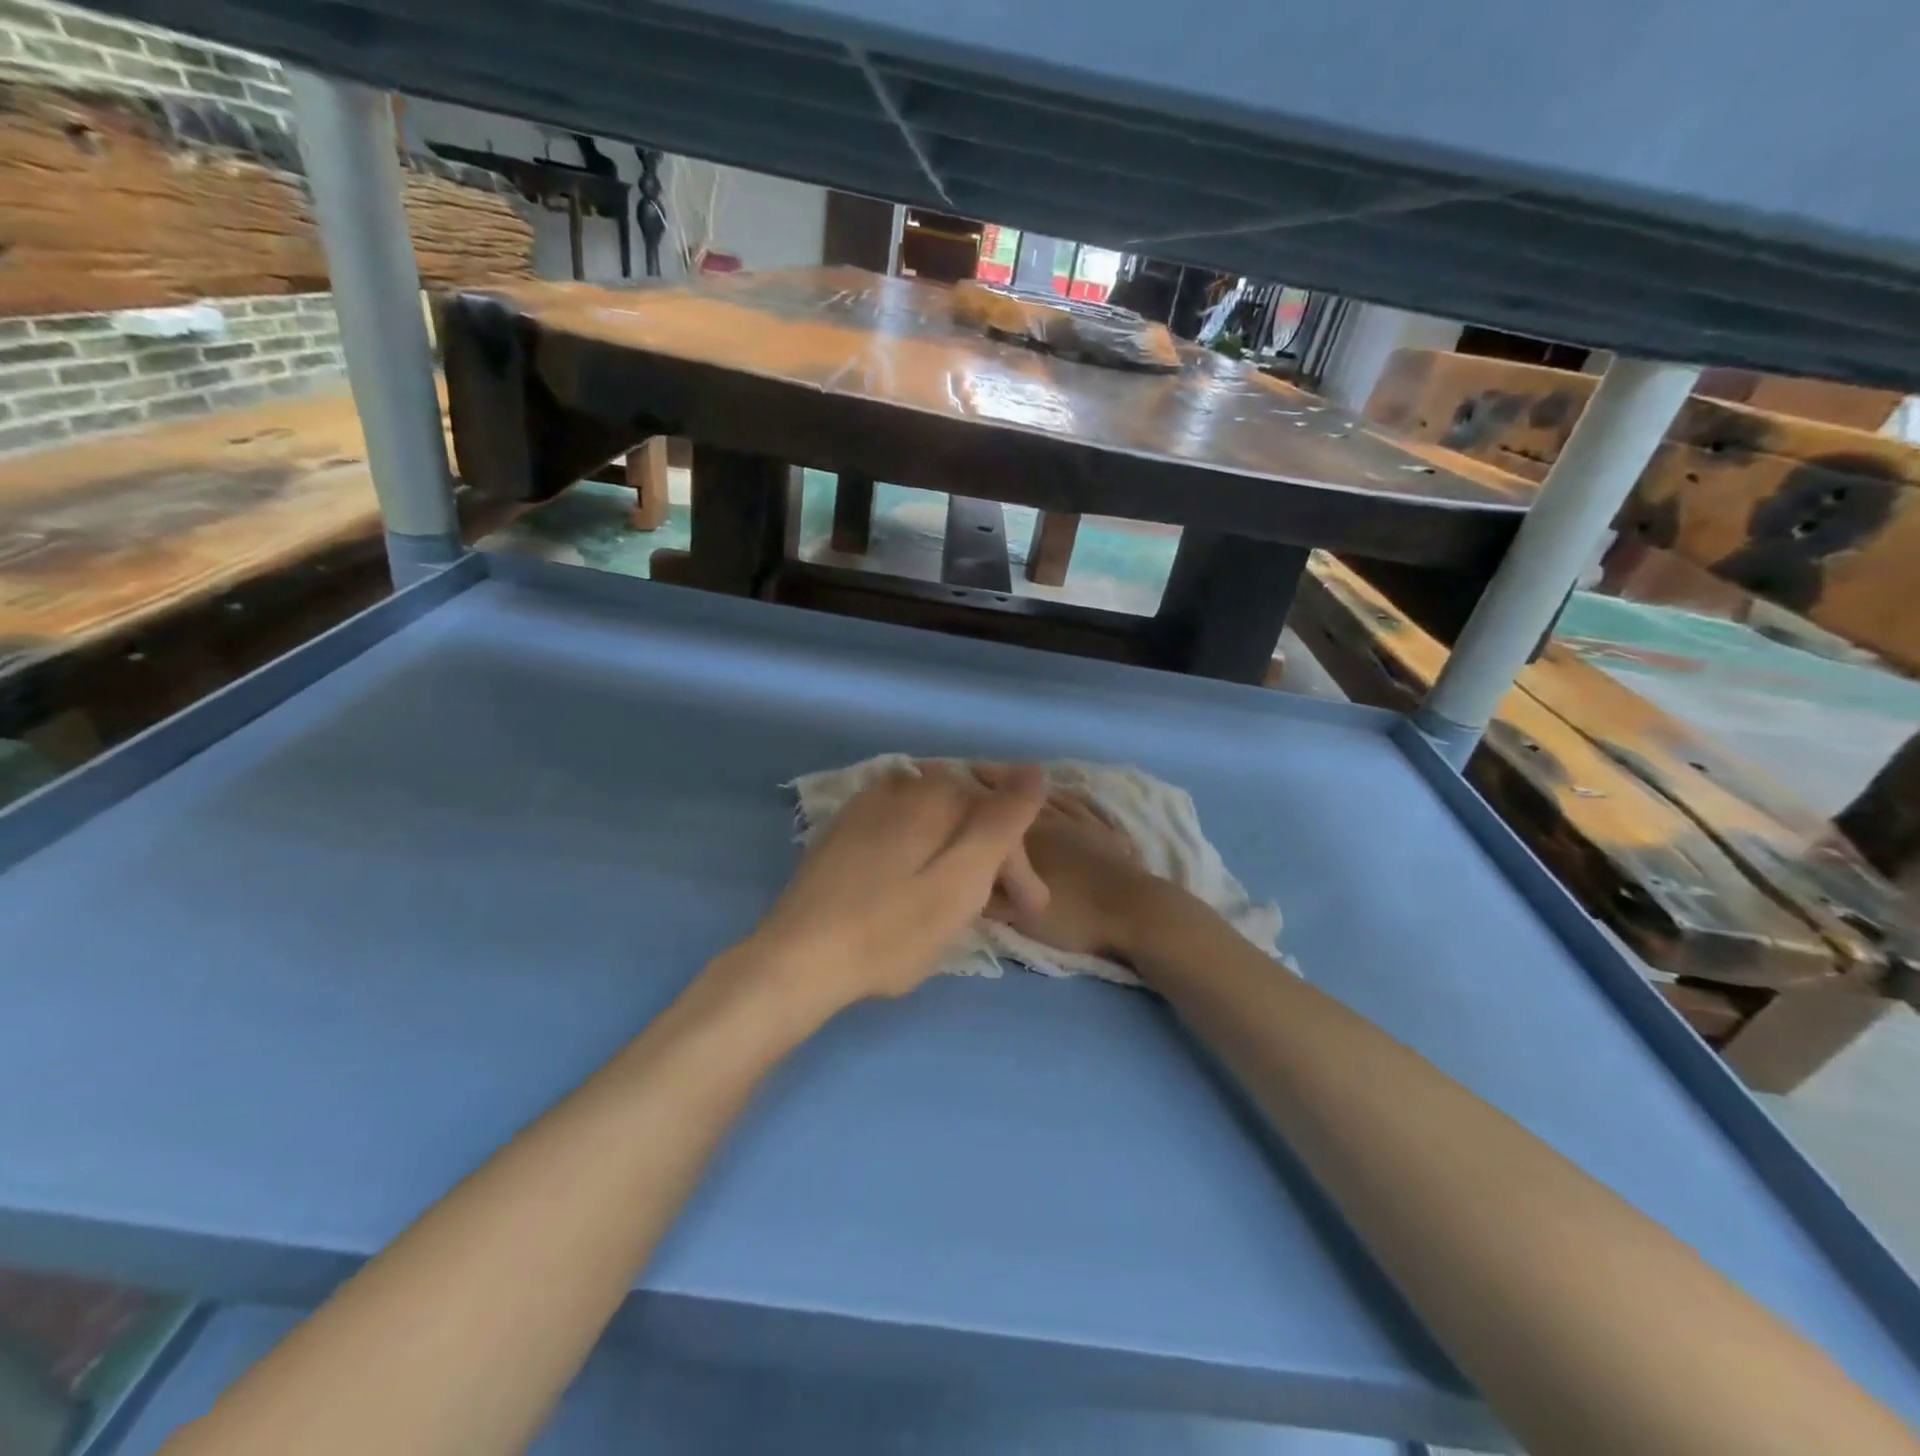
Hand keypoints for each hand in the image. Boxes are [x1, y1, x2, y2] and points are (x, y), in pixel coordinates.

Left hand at [733, 762, 1047, 1013]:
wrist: (796, 960)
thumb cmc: (889, 929)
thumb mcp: (961, 880)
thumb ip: (1001, 822)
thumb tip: (1034, 769)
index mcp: (931, 793)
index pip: (997, 814)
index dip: (1019, 861)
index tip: (1029, 910)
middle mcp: (899, 786)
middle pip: (965, 816)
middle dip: (991, 860)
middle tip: (1005, 913)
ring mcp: (865, 807)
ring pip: (934, 825)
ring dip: (959, 859)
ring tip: (966, 907)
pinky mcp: (843, 833)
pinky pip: (903, 833)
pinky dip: (924, 856)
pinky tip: (920, 889)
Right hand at [969, 765, 1156, 961]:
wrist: (1134, 913)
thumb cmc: (1074, 915)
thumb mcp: (1020, 915)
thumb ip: (988, 895)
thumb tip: (961, 872)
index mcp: (1027, 837)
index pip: (992, 809)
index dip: (970, 794)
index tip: (952, 781)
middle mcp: (1052, 821)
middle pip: (1018, 796)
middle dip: (996, 782)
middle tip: (976, 769)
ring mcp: (1082, 824)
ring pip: (1050, 798)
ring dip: (1029, 787)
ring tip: (1014, 778)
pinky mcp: (1107, 834)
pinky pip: (1082, 808)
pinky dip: (1067, 798)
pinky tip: (1062, 795)